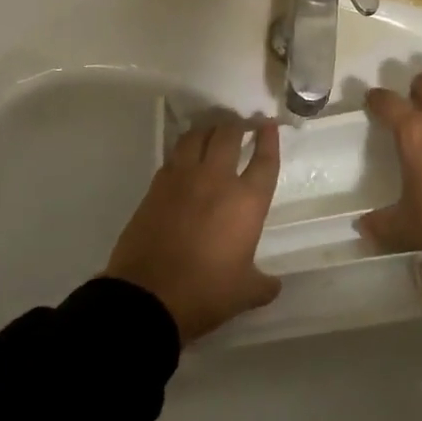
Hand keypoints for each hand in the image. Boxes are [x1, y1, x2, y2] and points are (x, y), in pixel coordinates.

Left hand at [105, 116, 282, 344]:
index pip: (264, 160)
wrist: (148, 296)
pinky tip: (185, 157)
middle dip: (237, 125)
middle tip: (241, 124)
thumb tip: (273, 284)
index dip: (269, 139)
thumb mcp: (244, 293)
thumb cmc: (205, 293)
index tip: (269, 124)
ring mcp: (182, 179)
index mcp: (246, 202)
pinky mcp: (156, 186)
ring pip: (196, 137)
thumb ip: (263, 284)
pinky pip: (173, 156)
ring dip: (207, 130)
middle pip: (228, 135)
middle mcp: (216, 180)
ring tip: (212, 131)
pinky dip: (183, 150)